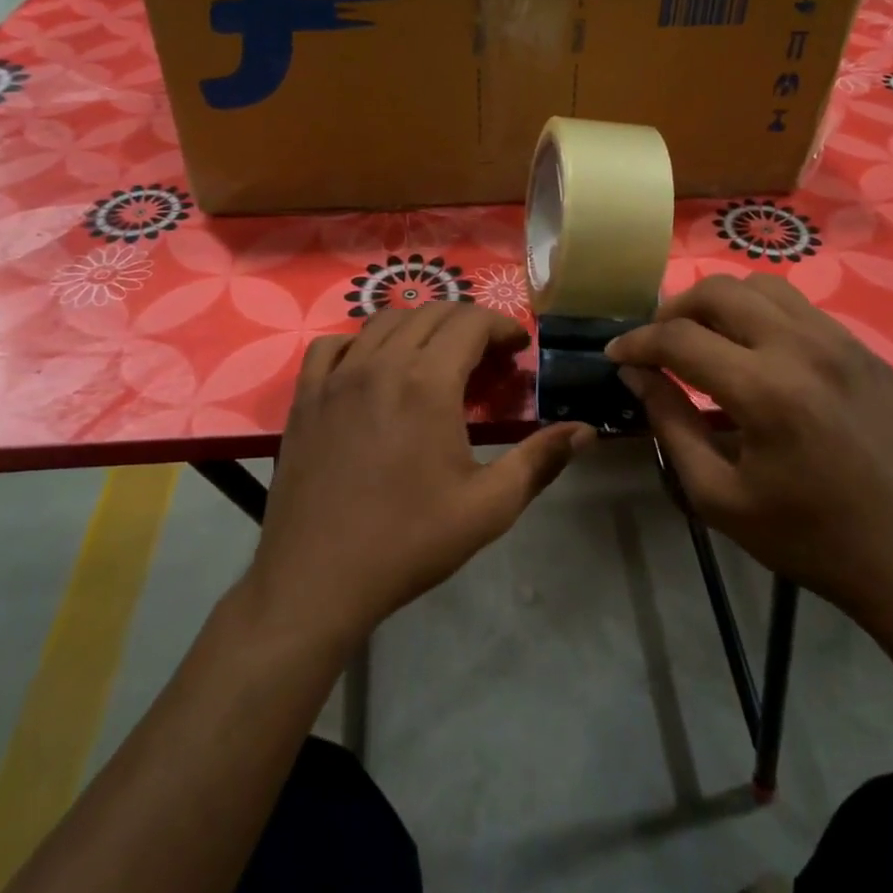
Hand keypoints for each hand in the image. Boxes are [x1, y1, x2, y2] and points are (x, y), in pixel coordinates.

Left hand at [246, 303, 593, 648]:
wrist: (316, 579)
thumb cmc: (409, 541)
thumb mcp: (488, 507)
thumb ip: (540, 461)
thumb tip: (587, 431)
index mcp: (427, 383)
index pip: (471, 322)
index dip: (502, 326)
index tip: (518, 348)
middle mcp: (380, 364)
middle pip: (430, 313)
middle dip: (467, 322)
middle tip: (487, 355)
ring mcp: (336, 378)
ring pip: (383, 321)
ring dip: (419, 326)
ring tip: (437, 356)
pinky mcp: (305, 398)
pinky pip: (332, 346)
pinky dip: (361, 343)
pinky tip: (371, 367)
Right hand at [607, 274, 892, 661]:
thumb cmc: (805, 537)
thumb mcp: (718, 495)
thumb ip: (670, 423)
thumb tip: (638, 374)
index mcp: (765, 391)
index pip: (680, 338)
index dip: (637, 342)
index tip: (616, 354)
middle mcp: (803, 348)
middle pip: (720, 291)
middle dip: (674, 310)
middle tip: (658, 343)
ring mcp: (842, 342)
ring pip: (762, 287)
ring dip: (720, 304)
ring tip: (704, 338)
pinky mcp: (865, 351)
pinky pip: (800, 309)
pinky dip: (761, 317)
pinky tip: (755, 353)